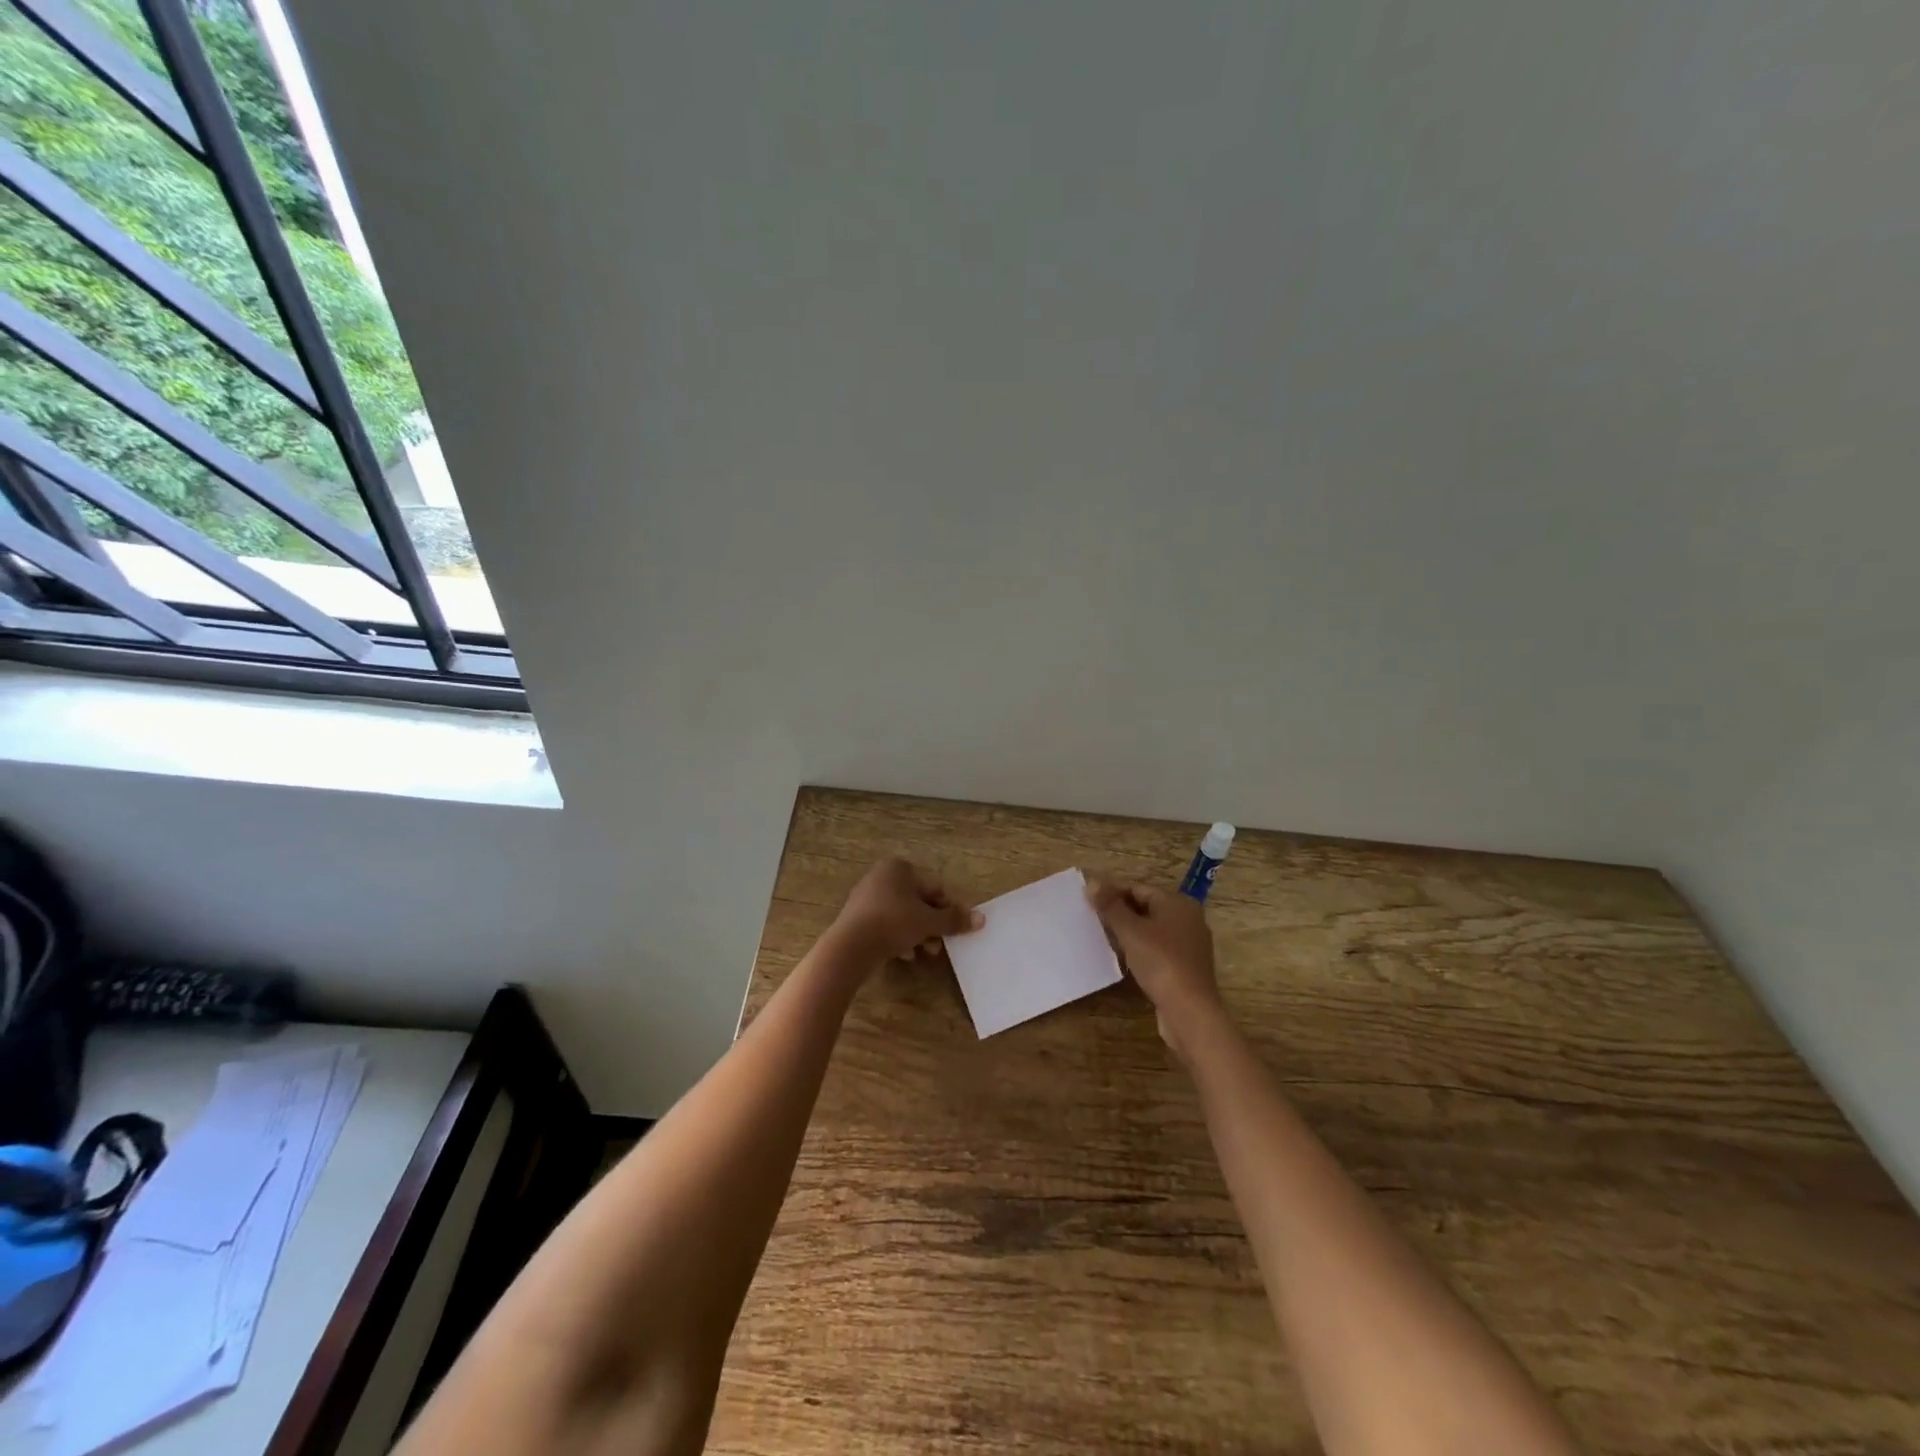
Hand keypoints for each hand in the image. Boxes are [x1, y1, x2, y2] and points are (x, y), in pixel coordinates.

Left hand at [827, 856, 981, 970]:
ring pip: (902, 915)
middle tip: (939, 944)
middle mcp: (881, 876)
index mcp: (899, 868)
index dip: (946, 909)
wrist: (851, 946)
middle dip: (931, 924)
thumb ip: (954, 920)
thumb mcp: (929, 922)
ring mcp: (866, 897)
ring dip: (917, 934)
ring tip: (924, 953)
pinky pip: (885, 925)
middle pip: (917, 902)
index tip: (953, 929)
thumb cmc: (894, 922)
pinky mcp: (857, 918)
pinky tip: (904, 955)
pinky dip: (898, 938)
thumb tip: (982, 919)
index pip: (933, 887)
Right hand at [1085, 880, 1225, 1057]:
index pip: (1139, 888)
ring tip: (1104, 938)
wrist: (1189, 1011)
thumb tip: (1091, 883)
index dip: (1112, 893)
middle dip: (1120, 912)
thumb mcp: (1130, 931)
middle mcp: (1188, 918)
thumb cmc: (1160, 962)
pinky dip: (1141, 949)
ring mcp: (1190, 944)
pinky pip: (1159, 948)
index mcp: (1178, 903)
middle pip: (1147, 907)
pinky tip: (1124, 958)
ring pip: (1152, 929)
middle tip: (1093, 919)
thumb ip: (1110, 906)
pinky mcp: (1186, 966)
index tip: (1088, 901)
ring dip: (1129, 932)